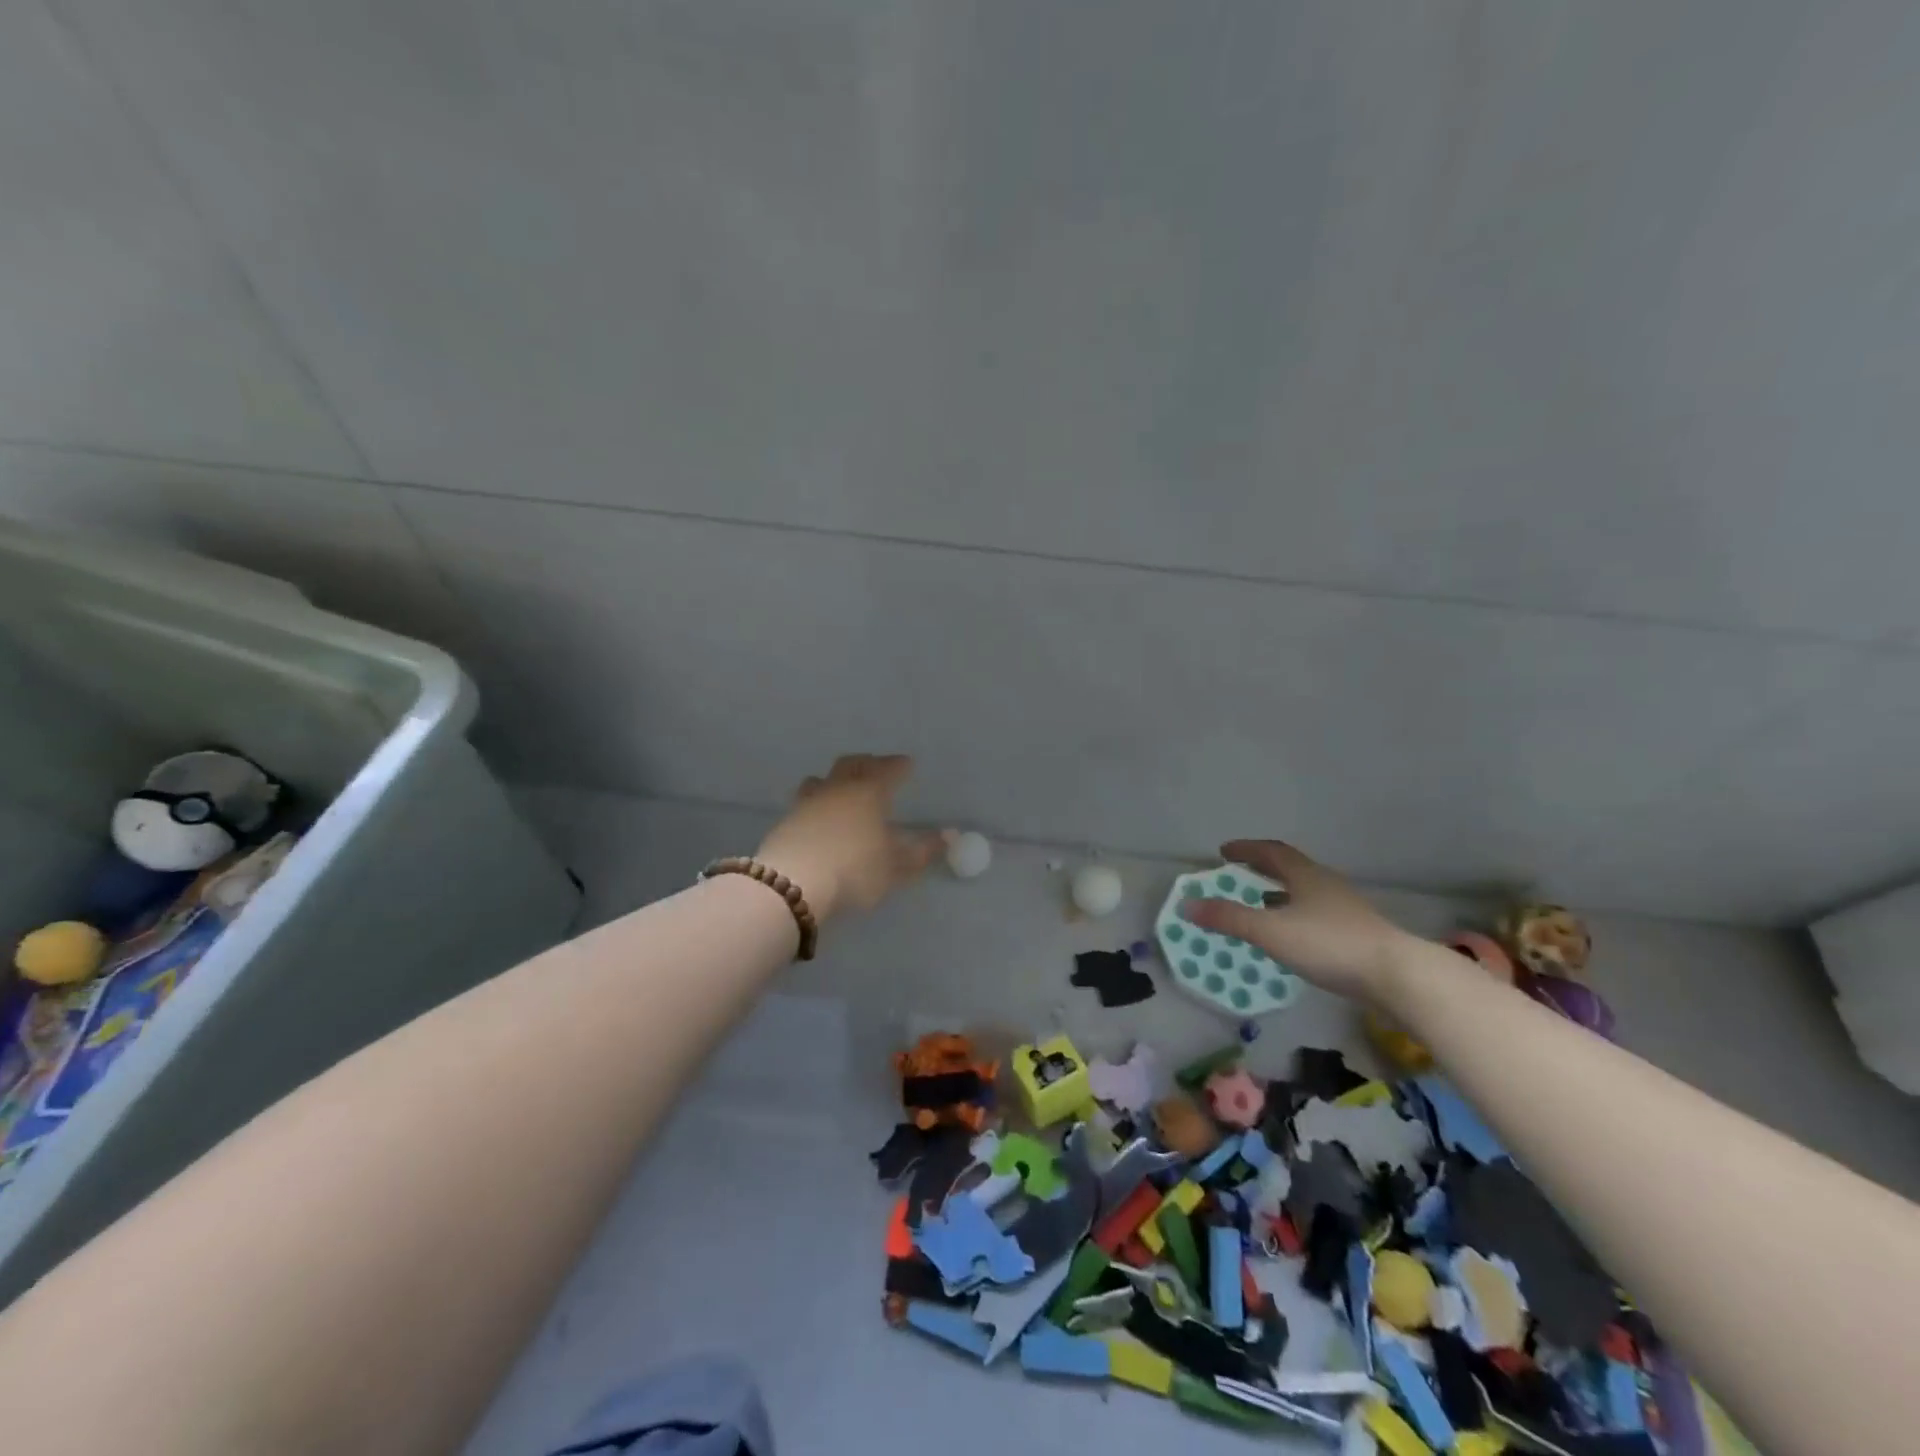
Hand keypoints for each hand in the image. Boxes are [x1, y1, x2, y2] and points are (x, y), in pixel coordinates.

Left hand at [756, 755, 941, 923]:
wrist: (793, 885)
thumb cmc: (855, 870)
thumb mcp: (896, 867)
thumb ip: (923, 851)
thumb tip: (950, 835)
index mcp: (870, 792)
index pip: (889, 769)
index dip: (900, 766)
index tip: (908, 765)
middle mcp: (839, 788)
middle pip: (853, 764)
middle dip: (868, 763)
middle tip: (877, 768)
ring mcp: (808, 801)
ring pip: (823, 778)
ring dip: (837, 779)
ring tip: (843, 788)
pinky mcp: (787, 820)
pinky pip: (806, 800)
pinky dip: (818, 802)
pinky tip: (820, 817)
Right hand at [1180, 839, 1415, 1003]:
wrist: (1397, 976)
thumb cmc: (1329, 945)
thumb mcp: (1270, 931)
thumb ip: (1229, 918)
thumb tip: (1187, 904)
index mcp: (1306, 876)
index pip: (1271, 852)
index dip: (1246, 849)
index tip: (1224, 851)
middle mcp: (1326, 885)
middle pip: (1291, 868)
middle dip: (1263, 868)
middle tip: (1240, 871)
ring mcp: (1346, 909)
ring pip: (1306, 892)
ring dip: (1281, 892)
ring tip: (1261, 902)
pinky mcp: (1357, 934)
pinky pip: (1317, 913)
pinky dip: (1296, 914)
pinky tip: (1292, 935)